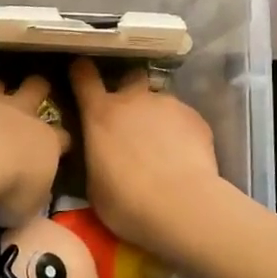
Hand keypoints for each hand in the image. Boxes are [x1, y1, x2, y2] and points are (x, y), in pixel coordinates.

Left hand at [0, 75, 68, 227]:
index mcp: (45, 142)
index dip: (61, 142)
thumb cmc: (5, 190)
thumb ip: (32, 200)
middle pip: (36, 89)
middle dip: (36, 90)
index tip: (58, 148)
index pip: (63, 137)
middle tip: (31, 96)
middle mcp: (20, 114)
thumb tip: (35, 204)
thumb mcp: (26, 209)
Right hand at [69, 57, 222, 257]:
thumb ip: (95, 157)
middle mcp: (133, 99)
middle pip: (129, 76)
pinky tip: (184, 154)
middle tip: (130, 114)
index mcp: (100, 114)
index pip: (84, 76)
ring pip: (159, 100)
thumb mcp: (93, 183)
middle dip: (128, 89)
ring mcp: (167, 104)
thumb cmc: (125, 201)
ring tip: (162, 144)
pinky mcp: (195, 117)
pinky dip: (180, 130)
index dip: (81, 71)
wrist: (181, 206)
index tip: (81, 71)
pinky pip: (182, 117)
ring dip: (156, 115)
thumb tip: (99, 153)